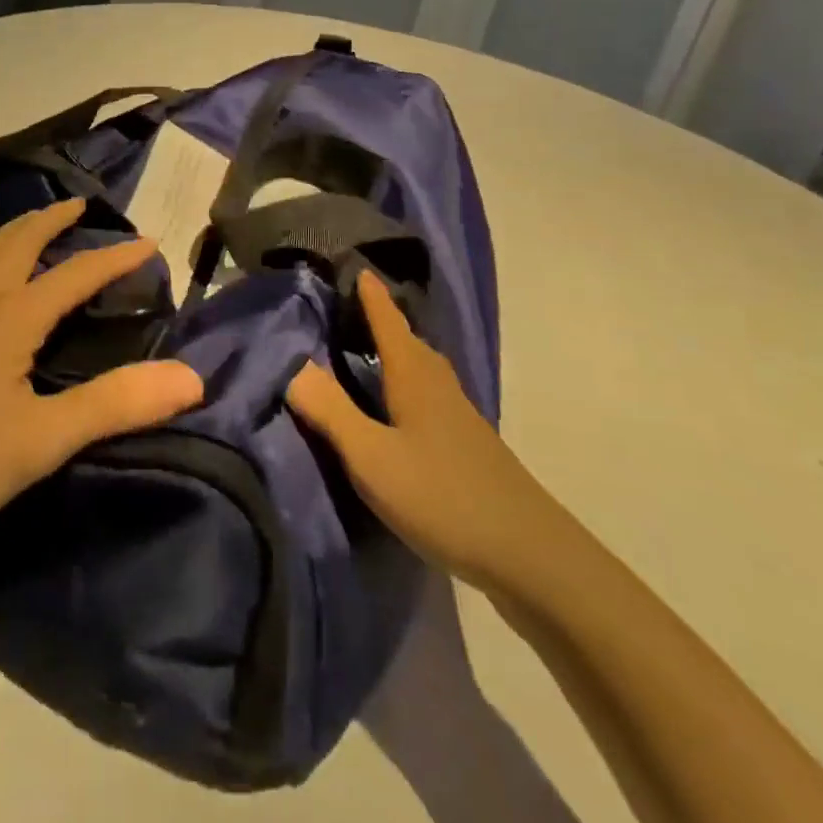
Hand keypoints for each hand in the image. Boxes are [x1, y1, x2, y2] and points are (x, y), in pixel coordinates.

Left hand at [0, 198, 203, 564]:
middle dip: (52, 220)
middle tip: (80, 206)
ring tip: (28, 229)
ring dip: (11, 232)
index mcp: (9, 316)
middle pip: (17, 242)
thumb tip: (192, 376)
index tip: (150, 243)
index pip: (75, 274)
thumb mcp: (40, 440)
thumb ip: (115, 404)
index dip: (115, 258)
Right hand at [288, 271, 548, 588]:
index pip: (389, 322)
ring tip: (370, 351)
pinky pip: (430, 395)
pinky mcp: (468, 445)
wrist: (529, 555)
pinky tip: (400, 408)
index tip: (357, 267)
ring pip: (422, 369)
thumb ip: (331, 412)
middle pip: (409, 342)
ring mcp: (459, 416)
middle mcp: (438, 386)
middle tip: (351, 308)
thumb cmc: (442, 496)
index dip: (372, 295)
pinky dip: (408, 384)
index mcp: (414, 377)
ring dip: (397, 352)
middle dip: (383, 321)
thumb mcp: (372, 457)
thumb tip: (293, 365)